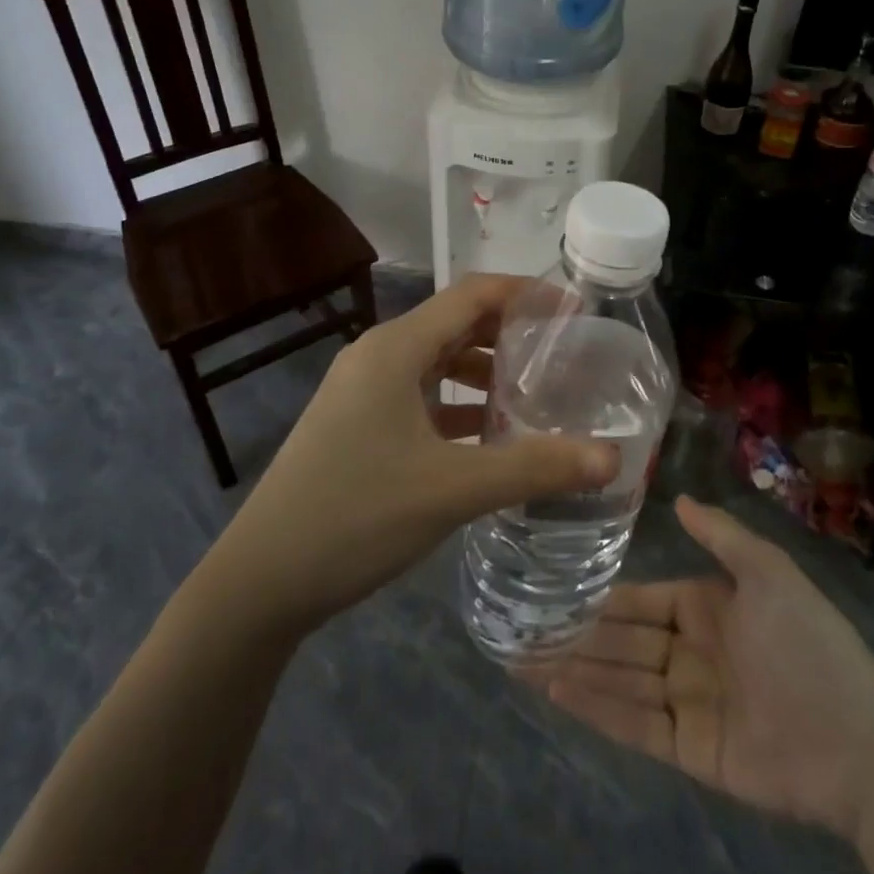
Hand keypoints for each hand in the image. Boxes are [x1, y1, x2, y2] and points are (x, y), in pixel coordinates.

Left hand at [212, 275, 618, 635]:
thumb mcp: (453, 489)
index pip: (473, 294)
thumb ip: (535, 468)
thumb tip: (612, 458)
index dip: (527, 294)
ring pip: (438, 362)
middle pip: (457, 323)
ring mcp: (364, 391)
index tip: (575, 313)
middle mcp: (379, 355)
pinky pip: (421, 396)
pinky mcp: (359, 423)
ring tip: (537, 395)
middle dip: (512, 333)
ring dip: (486, 372)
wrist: (261, 579)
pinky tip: (490, 436)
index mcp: (396, 348)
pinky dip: (459, 405)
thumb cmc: (356, 515)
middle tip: (566, 354)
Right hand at [536, 496, 873, 837]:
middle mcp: (689, 652)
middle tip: (521, 628)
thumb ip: (721, 535)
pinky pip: (635, 725)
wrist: (858, 739)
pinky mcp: (689, 749)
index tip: (553, 590)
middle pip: (621, 641)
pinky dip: (596, 708)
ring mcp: (687, 702)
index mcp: (704, 608)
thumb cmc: (808, 642)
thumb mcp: (767, 572)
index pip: (639, 601)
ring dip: (574, 669)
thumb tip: (676, 498)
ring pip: (619, 680)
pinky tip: (557, 691)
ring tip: (522, 659)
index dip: (599, 598)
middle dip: (575, 635)